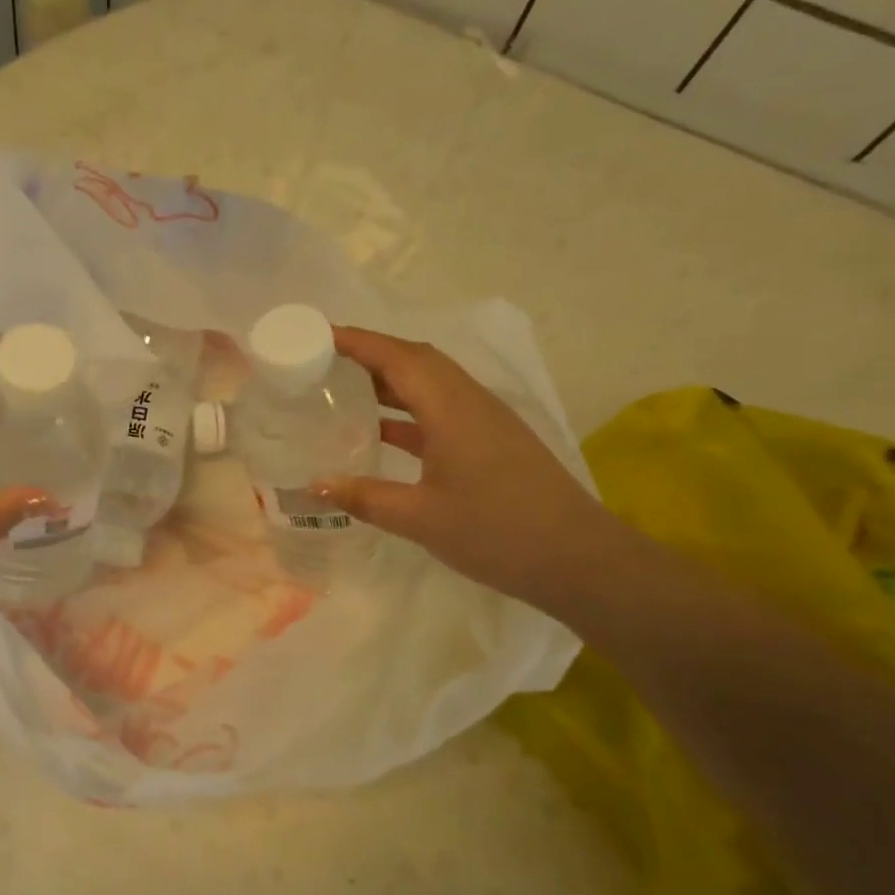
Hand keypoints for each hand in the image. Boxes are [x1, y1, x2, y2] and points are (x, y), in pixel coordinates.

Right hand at [315, 326, 621, 604]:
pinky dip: (406, 408)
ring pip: (429, 382)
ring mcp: (483, 421)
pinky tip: (380, 429)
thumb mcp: (421, 519)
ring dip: (388, 378)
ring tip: (342, 386)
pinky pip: (439, 408)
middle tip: (322, 359)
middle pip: (415, 360)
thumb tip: (314, 485)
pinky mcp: (490, 440)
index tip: (316, 334)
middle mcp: (469, 402)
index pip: (397, 358)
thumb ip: (365, 497)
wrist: (579, 560)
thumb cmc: (498, 532)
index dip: (356, 341)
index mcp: (452, 409)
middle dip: (369, 352)